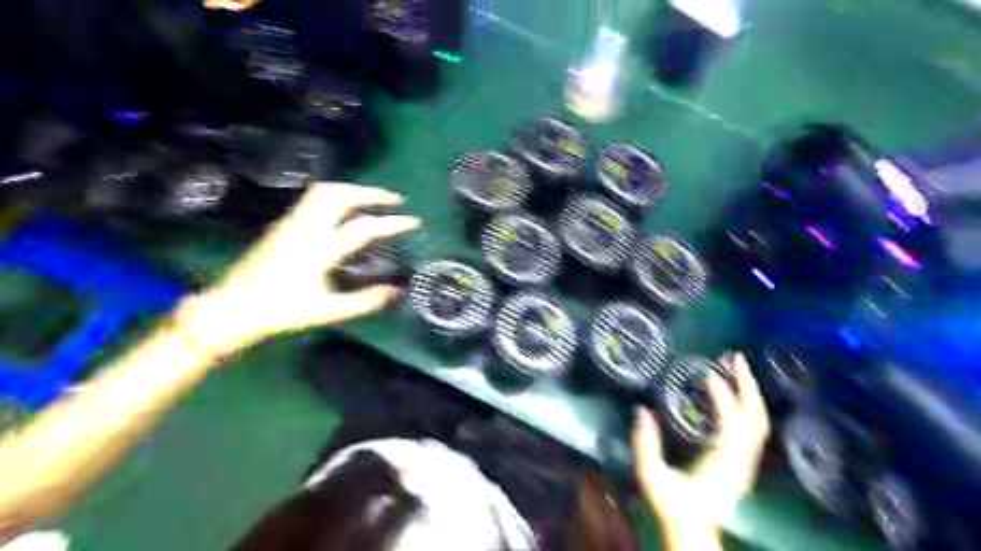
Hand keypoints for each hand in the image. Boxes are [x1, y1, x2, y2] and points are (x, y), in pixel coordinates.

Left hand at [177, 182, 420, 353]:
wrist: (233, 307)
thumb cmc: (282, 311)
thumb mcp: (329, 311)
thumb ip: (366, 301)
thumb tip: (398, 292)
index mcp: (318, 251)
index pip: (362, 228)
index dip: (391, 224)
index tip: (413, 222)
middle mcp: (304, 229)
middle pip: (339, 195)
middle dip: (371, 193)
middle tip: (395, 201)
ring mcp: (290, 223)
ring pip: (324, 192)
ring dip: (353, 191)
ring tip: (373, 201)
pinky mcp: (283, 224)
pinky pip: (313, 200)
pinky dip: (338, 197)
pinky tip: (346, 212)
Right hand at [631, 353, 769, 529]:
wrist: (693, 531)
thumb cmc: (671, 505)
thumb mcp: (651, 476)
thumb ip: (645, 445)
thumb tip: (642, 410)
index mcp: (721, 464)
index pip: (731, 423)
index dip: (722, 396)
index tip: (707, 373)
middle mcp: (741, 461)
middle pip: (756, 418)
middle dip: (747, 385)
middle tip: (733, 356)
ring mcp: (745, 462)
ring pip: (758, 421)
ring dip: (748, 391)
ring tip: (734, 365)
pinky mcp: (742, 461)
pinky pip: (752, 426)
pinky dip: (746, 403)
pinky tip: (733, 390)